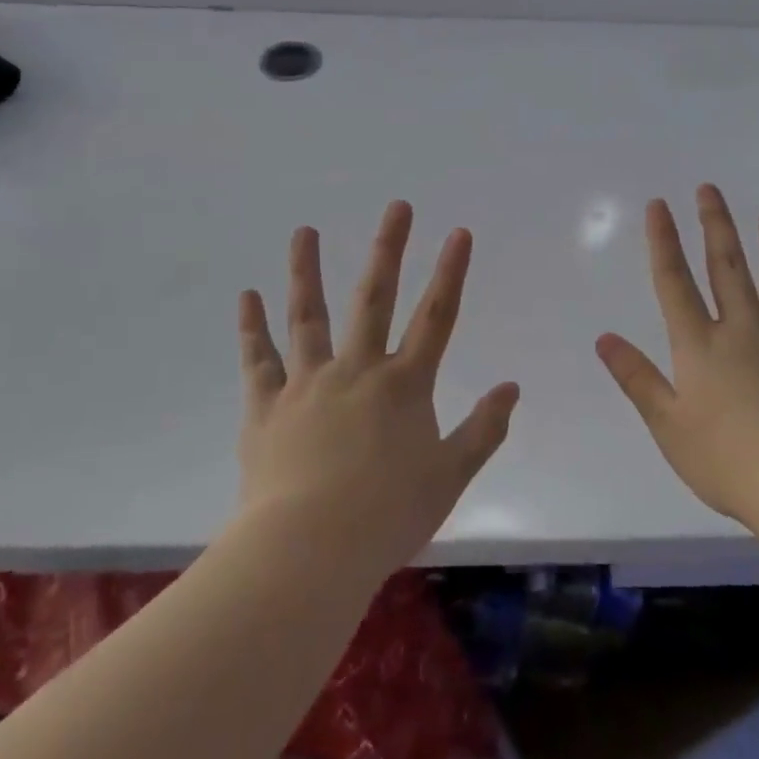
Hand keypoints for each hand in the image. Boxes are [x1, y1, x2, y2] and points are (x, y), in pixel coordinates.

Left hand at [236, 202, 518, 578]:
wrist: (309, 552)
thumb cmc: (387, 517)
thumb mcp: (449, 478)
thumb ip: (484, 430)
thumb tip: (512, 387)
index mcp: (404, 385)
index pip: (437, 317)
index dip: (451, 272)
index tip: (459, 232)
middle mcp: (357, 370)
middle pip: (375, 298)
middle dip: (389, 249)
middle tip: (397, 206)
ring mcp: (308, 383)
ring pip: (309, 315)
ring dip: (307, 270)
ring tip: (304, 230)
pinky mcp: (266, 407)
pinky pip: (258, 360)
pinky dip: (251, 327)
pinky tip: (246, 296)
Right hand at [596, 186, 758, 527]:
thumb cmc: (729, 461)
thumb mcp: (668, 426)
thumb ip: (637, 379)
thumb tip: (603, 338)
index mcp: (700, 347)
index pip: (675, 283)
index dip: (664, 241)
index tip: (659, 205)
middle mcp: (743, 330)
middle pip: (726, 267)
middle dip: (715, 224)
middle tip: (710, 188)